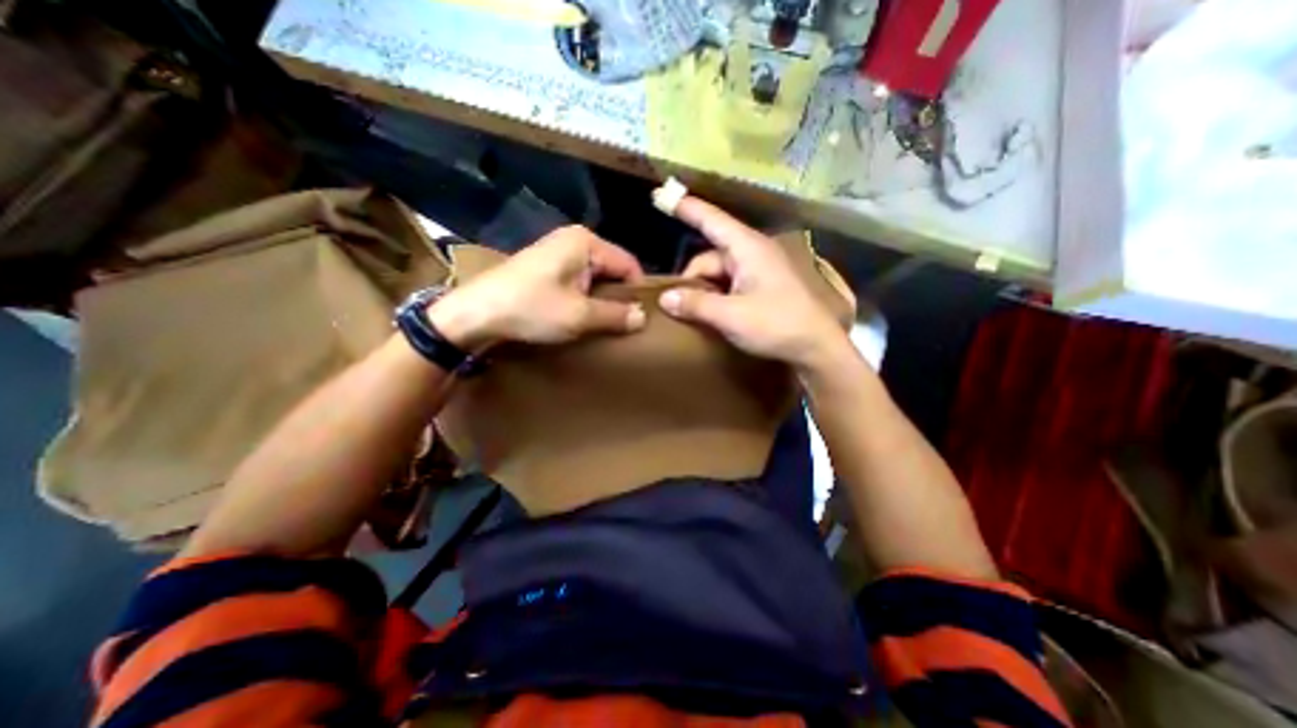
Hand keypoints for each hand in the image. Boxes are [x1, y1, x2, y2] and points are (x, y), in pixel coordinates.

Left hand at [430, 226, 644, 352]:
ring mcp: (558, 251)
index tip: (641, 319)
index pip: (628, 264)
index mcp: (586, 242)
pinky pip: (578, 280)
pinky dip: (585, 298)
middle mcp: (574, 240)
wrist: (475, 314)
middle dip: (619, 297)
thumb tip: (643, 317)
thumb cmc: (531, 308)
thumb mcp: (579, 316)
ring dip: (602, 300)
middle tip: (624, 325)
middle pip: (612, 269)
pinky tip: (583, 316)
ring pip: (595, 276)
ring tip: (605, 323)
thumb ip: (616, 315)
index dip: (637, 292)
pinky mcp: (546, 266)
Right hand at [654, 196, 847, 370]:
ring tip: (692, 314)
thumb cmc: (777, 325)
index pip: (711, 220)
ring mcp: (759, 271)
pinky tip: (710, 315)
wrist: (817, 348)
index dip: (686, 208)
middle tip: (676, 306)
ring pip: (719, 274)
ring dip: (704, 292)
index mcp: (747, 248)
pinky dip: (717, 297)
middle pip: (710, 257)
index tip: (662, 195)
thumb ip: (696, 304)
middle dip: (692, 279)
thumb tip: (665, 298)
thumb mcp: (731, 316)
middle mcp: (752, 253)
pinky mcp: (762, 287)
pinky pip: (730, 285)